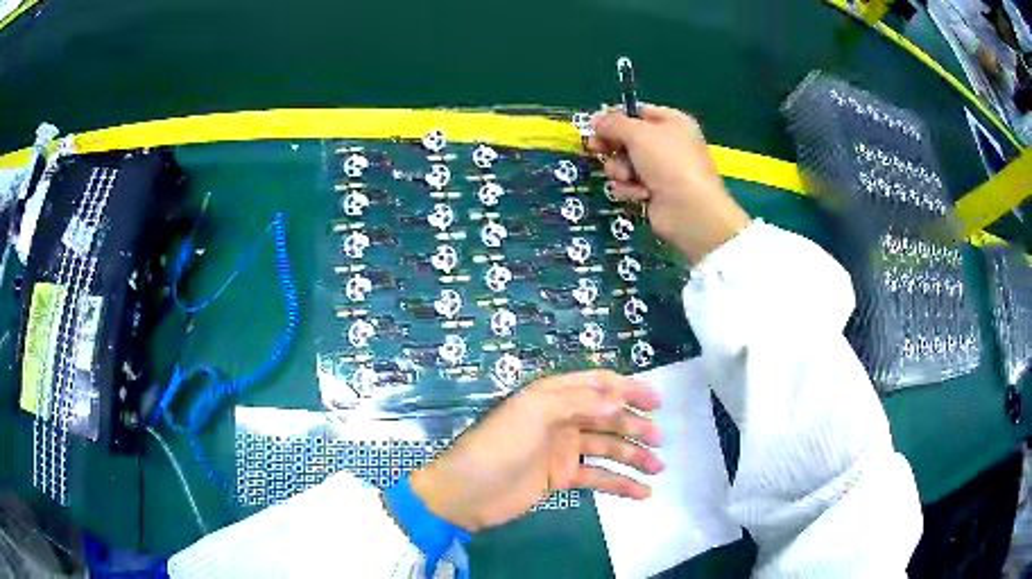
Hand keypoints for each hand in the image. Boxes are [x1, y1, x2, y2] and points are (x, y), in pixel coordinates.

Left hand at [409, 370, 661, 531]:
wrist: (467, 493)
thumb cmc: (498, 447)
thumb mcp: (533, 414)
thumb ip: (578, 403)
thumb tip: (619, 401)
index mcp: (552, 396)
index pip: (598, 385)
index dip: (628, 389)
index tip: (656, 401)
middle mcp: (561, 419)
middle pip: (608, 417)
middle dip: (635, 426)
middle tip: (659, 439)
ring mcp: (563, 450)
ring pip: (608, 448)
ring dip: (634, 456)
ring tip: (659, 467)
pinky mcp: (562, 478)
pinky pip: (598, 477)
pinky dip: (621, 484)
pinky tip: (642, 493)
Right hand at [587, 105, 750, 263]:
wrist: (689, 209)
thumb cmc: (667, 161)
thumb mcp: (637, 133)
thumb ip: (612, 123)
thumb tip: (595, 119)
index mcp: (672, 122)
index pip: (638, 113)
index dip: (616, 118)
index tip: (595, 125)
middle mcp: (668, 144)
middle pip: (628, 139)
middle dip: (613, 146)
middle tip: (596, 148)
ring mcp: (661, 170)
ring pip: (625, 163)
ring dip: (620, 169)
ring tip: (628, 176)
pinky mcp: (654, 192)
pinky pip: (630, 184)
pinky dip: (630, 188)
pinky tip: (640, 194)